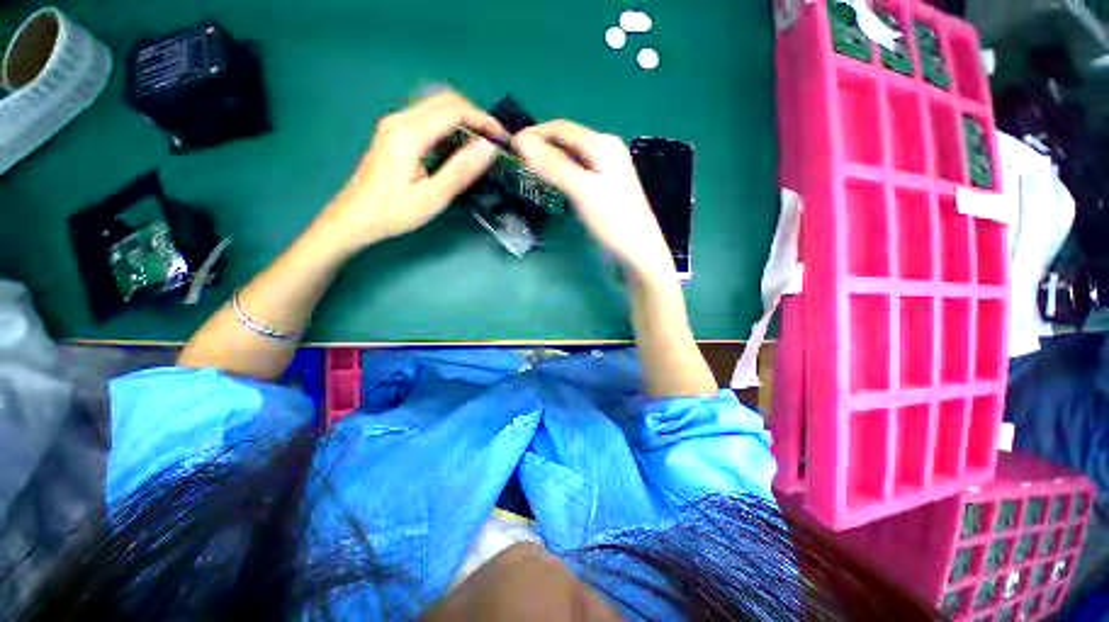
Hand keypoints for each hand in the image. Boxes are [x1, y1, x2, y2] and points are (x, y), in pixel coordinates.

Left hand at [316, 90, 508, 255]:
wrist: (355, 217)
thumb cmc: (394, 212)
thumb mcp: (433, 196)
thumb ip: (461, 170)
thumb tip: (488, 148)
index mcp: (410, 133)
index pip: (454, 110)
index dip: (483, 119)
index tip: (502, 138)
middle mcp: (400, 119)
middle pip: (444, 100)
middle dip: (475, 115)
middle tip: (494, 139)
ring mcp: (395, 124)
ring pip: (435, 105)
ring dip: (462, 118)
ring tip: (481, 142)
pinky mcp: (394, 133)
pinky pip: (427, 117)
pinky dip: (449, 124)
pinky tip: (457, 145)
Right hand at [513, 120, 674, 281]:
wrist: (639, 251)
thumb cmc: (612, 220)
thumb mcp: (582, 190)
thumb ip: (553, 164)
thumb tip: (522, 142)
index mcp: (602, 143)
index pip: (561, 128)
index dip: (534, 134)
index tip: (510, 148)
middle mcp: (607, 149)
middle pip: (567, 141)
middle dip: (541, 147)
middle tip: (517, 163)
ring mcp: (607, 168)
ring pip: (572, 157)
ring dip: (550, 161)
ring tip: (529, 173)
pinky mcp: (606, 186)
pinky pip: (578, 172)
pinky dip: (561, 174)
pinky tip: (552, 184)